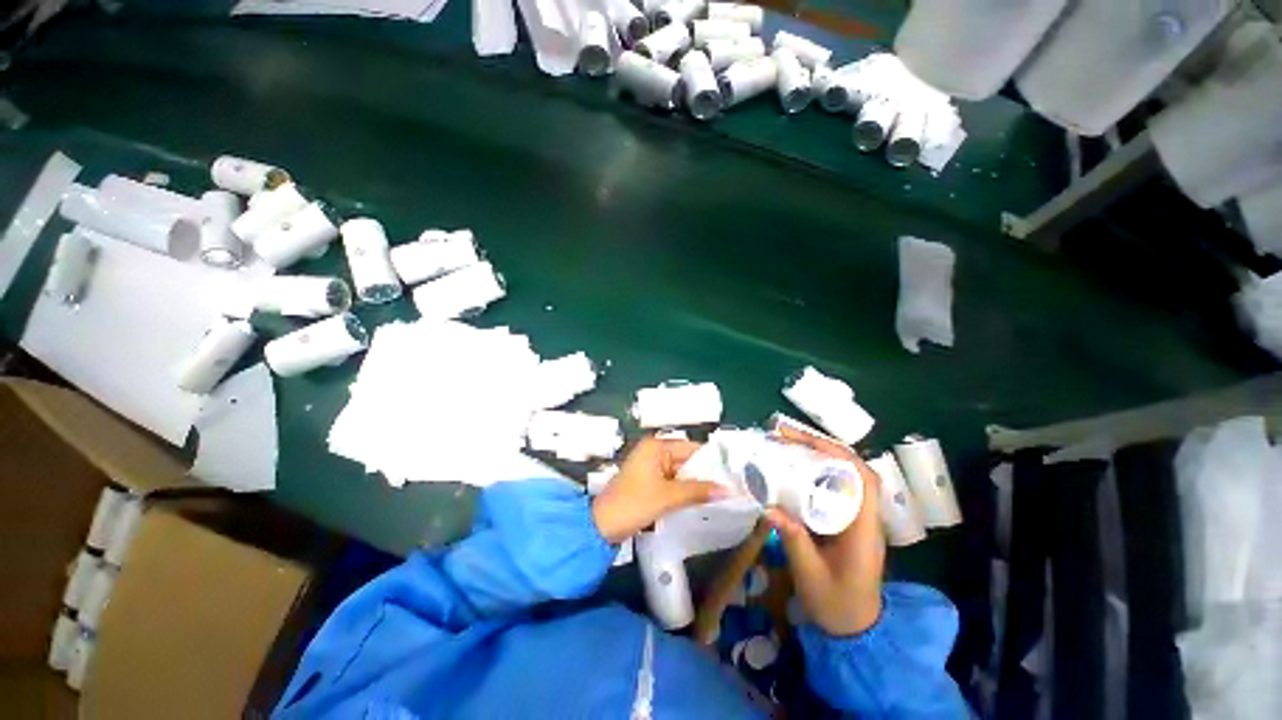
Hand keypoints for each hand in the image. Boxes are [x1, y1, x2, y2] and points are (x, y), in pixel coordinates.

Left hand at [592, 437, 724, 543]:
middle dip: (706, 474)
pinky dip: (686, 491)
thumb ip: (698, 490)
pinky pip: (673, 483)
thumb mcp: (668, 496)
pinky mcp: (650, 483)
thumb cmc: (633, 504)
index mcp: (656, 446)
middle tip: (732, 487)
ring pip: (681, 473)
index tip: (734, 473)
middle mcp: (654, 452)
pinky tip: (702, 501)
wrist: (601, 527)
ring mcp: (651, 468)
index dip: (712, 460)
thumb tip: (728, 490)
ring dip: (697, 484)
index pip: (691, 448)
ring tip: (723, 495)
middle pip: (687, 460)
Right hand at [765, 426, 885, 635]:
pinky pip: (830, 486)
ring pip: (840, 474)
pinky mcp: (843, 519)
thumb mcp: (810, 575)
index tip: (806, 443)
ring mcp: (854, 516)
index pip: (864, 479)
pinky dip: (811, 471)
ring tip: (783, 444)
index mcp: (864, 529)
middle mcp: (864, 516)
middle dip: (819, 447)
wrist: (854, 627)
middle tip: (784, 436)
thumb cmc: (836, 605)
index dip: (838, 455)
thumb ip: (793, 540)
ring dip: (814, 455)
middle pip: (850, 468)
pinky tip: (789, 468)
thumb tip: (768, 507)